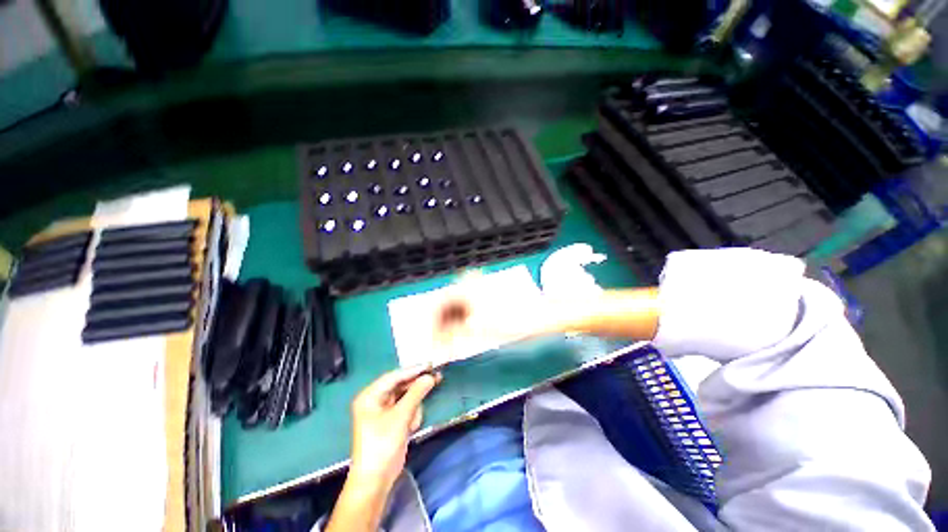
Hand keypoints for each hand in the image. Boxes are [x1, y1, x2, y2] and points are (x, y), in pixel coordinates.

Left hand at [348, 366, 441, 489]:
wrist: (376, 480)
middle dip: (416, 386)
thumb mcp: (401, 417)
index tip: (430, 365)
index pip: (394, 376)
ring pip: (406, 397)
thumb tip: (430, 376)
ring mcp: (384, 410)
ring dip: (413, 407)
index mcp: (370, 396)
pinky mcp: (392, 420)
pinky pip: (406, 408)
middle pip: (401, 385)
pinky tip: (411, 427)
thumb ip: (416, 393)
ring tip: (412, 423)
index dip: (413, 370)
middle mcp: (375, 400)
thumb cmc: (383, 444)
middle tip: (436, 376)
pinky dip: (411, 415)